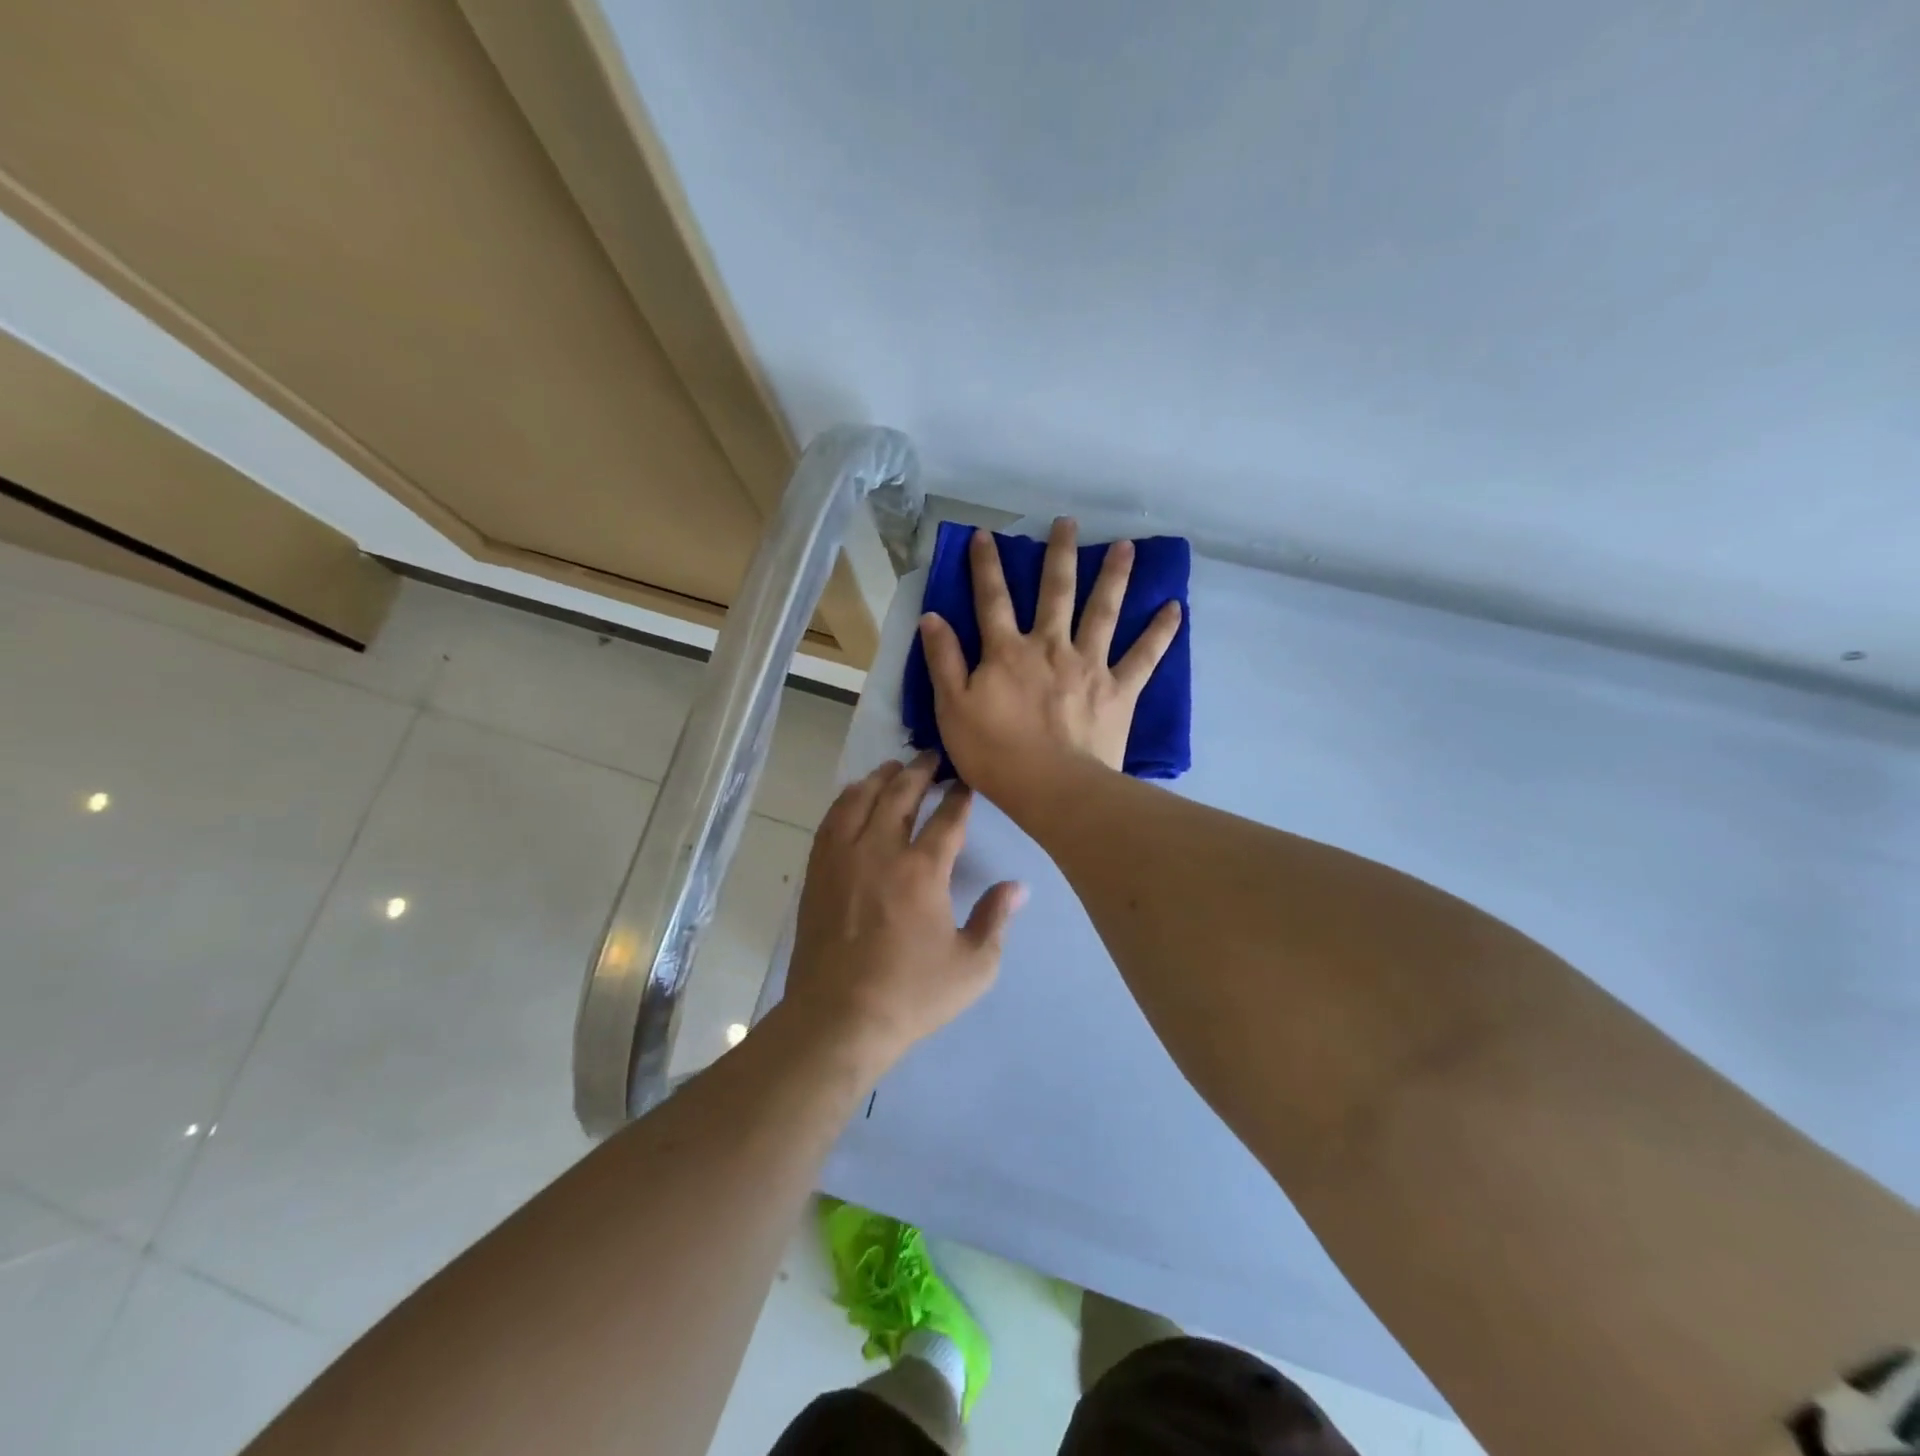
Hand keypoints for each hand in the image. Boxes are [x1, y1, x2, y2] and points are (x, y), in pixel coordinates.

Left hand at [783, 754, 1025, 1071]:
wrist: (838, 1018)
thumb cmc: (911, 995)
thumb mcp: (973, 967)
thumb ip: (995, 919)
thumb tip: (1017, 887)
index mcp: (922, 871)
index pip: (947, 818)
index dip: (960, 796)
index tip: (966, 783)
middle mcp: (880, 851)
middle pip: (900, 794)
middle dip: (920, 771)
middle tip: (932, 758)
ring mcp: (843, 858)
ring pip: (860, 798)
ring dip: (880, 778)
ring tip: (894, 768)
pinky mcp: (818, 871)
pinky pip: (831, 820)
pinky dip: (847, 800)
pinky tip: (854, 797)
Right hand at [917, 518, 1181, 804]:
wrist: (1051, 788)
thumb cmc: (995, 753)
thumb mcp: (952, 709)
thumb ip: (943, 661)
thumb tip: (932, 616)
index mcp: (1007, 651)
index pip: (992, 599)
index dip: (986, 566)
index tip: (987, 535)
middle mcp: (1051, 646)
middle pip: (1055, 592)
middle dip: (1059, 554)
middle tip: (1068, 523)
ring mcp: (1089, 665)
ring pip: (1103, 611)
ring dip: (1114, 577)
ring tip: (1126, 547)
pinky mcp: (1119, 689)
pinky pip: (1144, 656)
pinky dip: (1160, 632)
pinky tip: (1174, 608)